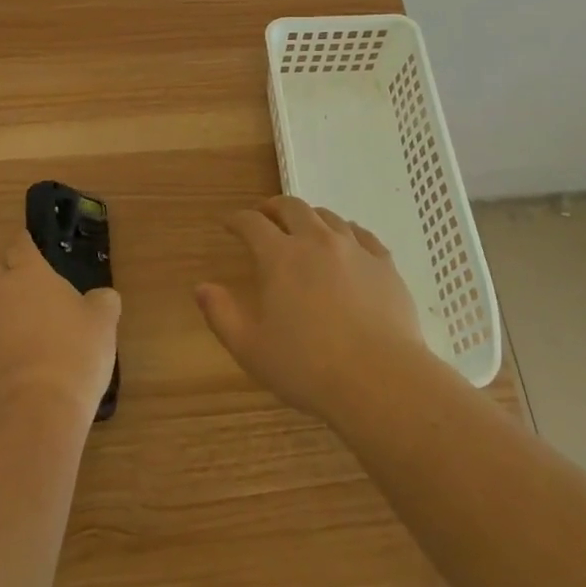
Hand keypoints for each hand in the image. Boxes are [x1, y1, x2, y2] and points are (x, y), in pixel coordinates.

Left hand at [0, 234, 120, 426]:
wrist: (36, 412)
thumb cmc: (73, 351)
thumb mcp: (103, 320)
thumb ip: (102, 300)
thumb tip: (100, 298)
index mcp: (26, 272)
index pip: (20, 243)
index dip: (30, 241)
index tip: (43, 244)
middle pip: (2, 269)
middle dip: (17, 269)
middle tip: (43, 277)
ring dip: (13, 303)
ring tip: (41, 313)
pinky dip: (10, 333)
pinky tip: (33, 346)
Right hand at [197, 196, 429, 422]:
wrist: (379, 379)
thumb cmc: (307, 367)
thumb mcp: (250, 348)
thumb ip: (221, 314)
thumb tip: (202, 287)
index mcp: (280, 257)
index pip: (251, 223)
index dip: (237, 220)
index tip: (229, 224)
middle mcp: (316, 241)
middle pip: (292, 207)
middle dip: (273, 207)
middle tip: (265, 216)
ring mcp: (354, 249)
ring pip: (327, 217)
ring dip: (309, 217)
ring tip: (304, 228)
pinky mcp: (384, 263)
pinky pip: (362, 234)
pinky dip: (347, 232)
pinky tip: (347, 243)